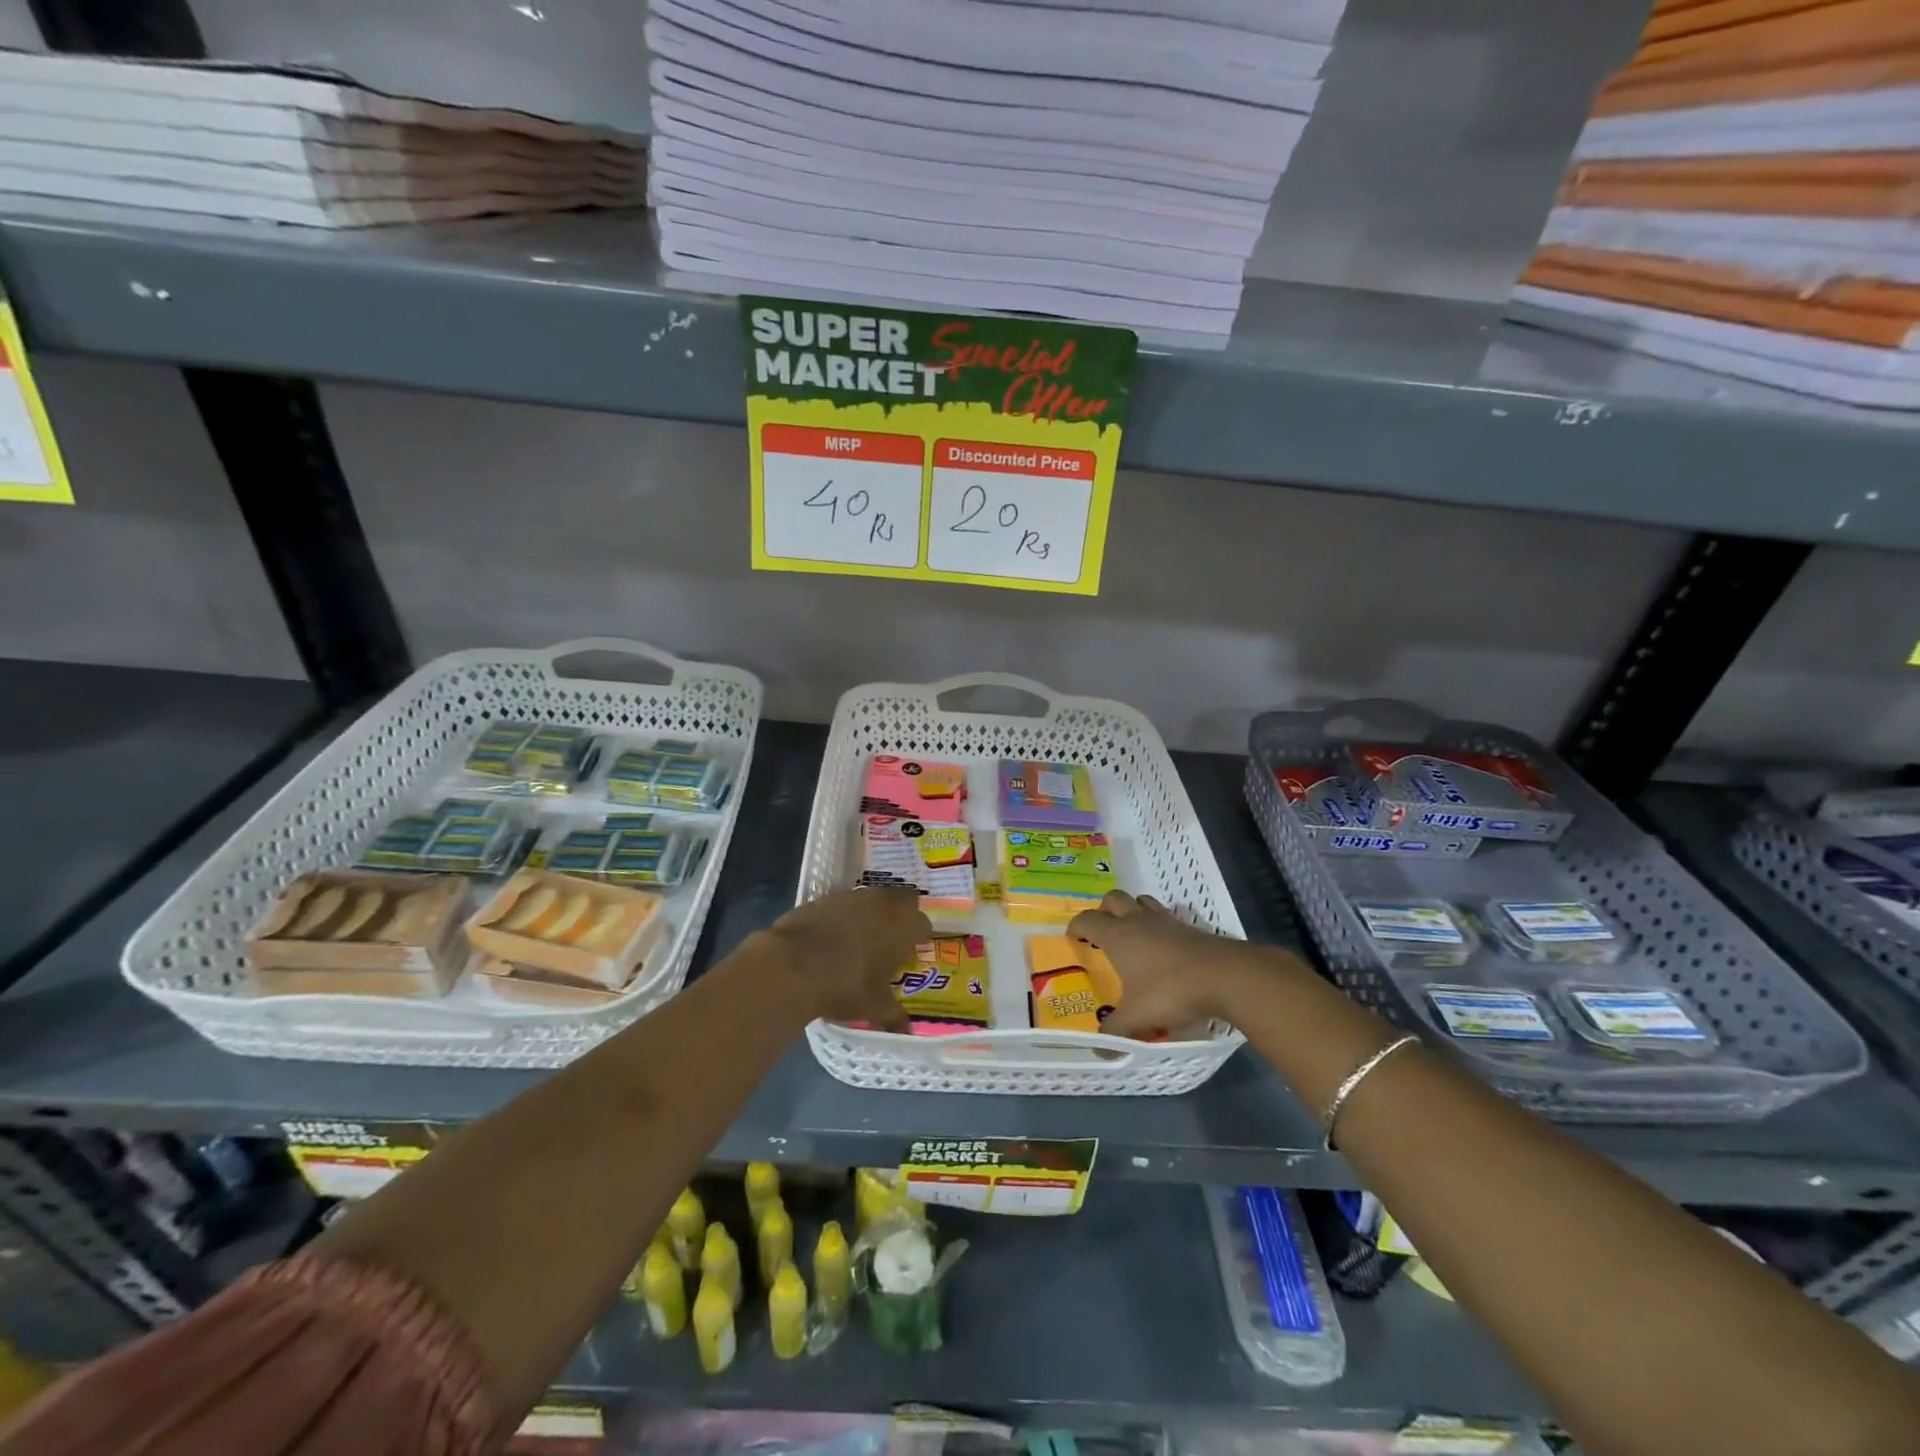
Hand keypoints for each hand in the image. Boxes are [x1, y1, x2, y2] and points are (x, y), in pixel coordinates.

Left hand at [766, 887, 929, 1030]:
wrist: (792, 965)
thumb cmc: (845, 986)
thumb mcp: (874, 1007)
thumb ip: (894, 1015)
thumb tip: (906, 1029)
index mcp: (903, 927)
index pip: (923, 924)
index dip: (919, 937)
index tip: (912, 951)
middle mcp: (883, 904)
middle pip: (902, 901)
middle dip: (900, 916)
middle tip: (892, 939)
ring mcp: (852, 897)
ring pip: (872, 899)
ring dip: (872, 913)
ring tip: (862, 938)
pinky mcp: (824, 897)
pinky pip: (844, 903)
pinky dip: (843, 916)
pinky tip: (833, 936)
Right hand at [1068, 890, 1251, 1038]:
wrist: (1223, 976)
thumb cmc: (1170, 991)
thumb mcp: (1137, 1017)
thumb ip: (1115, 1032)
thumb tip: (1099, 1051)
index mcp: (1117, 936)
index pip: (1087, 919)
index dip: (1076, 926)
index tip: (1073, 939)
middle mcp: (1137, 921)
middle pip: (1112, 899)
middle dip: (1103, 911)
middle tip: (1102, 932)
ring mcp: (1164, 920)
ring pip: (1140, 900)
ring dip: (1132, 910)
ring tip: (1132, 933)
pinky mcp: (1188, 926)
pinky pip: (1165, 915)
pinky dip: (1158, 924)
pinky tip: (1162, 946)